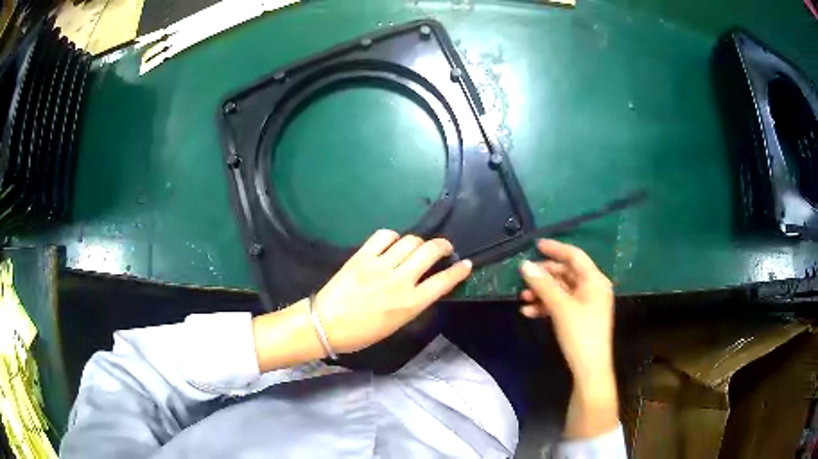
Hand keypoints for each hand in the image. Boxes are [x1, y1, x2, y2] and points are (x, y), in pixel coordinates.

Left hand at [315, 229, 471, 354]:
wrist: (326, 325)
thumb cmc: (362, 333)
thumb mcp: (397, 325)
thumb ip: (414, 303)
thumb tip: (425, 285)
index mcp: (410, 304)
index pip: (443, 281)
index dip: (459, 271)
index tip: (466, 264)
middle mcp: (400, 281)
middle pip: (430, 252)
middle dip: (443, 246)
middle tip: (444, 248)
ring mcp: (380, 266)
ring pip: (410, 241)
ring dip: (419, 242)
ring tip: (417, 247)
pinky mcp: (362, 256)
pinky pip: (384, 236)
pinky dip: (393, 237)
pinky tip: (392, 243)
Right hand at [519, 239, 617, 438]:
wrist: (589, 368)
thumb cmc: (580, 333)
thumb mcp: (561, 307)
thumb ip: (543, 285)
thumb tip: (524, 265)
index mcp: (594, 281)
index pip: (575, 256)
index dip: (555, 249)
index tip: (535, 245)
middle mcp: (592, 288)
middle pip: (566, 273)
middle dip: (544, 276)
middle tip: (524, 278)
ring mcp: (586, 303)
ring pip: (561, 290)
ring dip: (542, 292)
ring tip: (523, 298)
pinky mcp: (579, 317)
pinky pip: (561, 304)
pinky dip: (546, 306)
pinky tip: (529, 312)